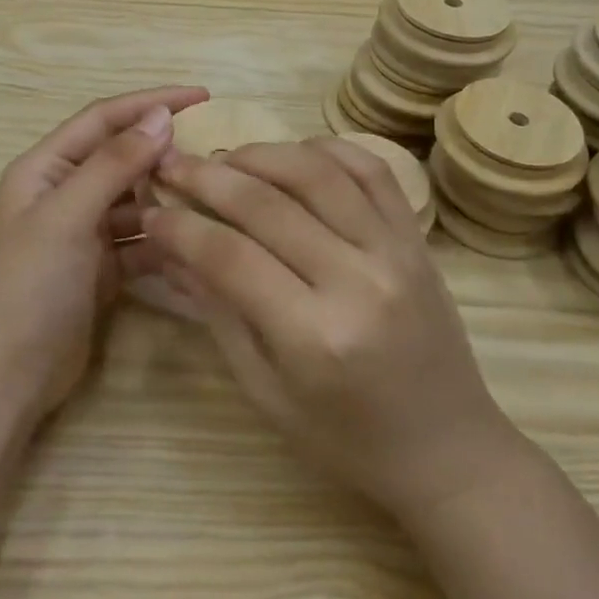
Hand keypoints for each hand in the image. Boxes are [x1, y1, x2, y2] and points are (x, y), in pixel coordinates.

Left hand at [0, 85, 209, 423]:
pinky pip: (141, 239)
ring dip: (168, 197)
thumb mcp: (69, 215)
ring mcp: (84, 231)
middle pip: (122, 157)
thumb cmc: (30, 284)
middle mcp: (65, 192)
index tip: (202, 96)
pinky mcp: (102, 266)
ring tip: (214, 195)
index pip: (104, 118)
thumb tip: (161, 116)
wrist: (8, 374)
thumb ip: (114, 163)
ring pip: (136, 200)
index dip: (150, 101)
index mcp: (46, 167)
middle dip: (164, 151)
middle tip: (217, 150)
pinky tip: (198, 241)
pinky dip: (165, 239)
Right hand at [144, 138, 522, 519]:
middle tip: (172, 164)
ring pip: (317, 172)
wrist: (447, 449)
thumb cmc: (345, 438)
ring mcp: (395, 251)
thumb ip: (219, 314)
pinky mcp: (417, 238)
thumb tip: (171, 250)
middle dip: (207, 177)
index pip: (229, 256)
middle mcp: (357, 280)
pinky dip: (326, 149)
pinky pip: (371, 170)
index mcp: (313, 336)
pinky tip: (292, 154)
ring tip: (225, 157)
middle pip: (267, 204)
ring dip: (261, 153)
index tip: (151, 211)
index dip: (180, 228)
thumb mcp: (266, 392)